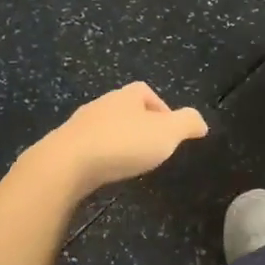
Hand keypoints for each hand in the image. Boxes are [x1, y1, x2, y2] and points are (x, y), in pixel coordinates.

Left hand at [28, 82, 208, 197]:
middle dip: (139, 125)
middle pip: (125, 108)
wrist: (66, 164)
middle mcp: (102, 104)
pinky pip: (88, 146)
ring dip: (117, 141)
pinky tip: (105, 171)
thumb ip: (187, 124)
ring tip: (129, 162)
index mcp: (126, 96)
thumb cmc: (122, 143)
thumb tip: (201, 122)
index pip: (146, 92)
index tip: (169, 132)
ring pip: (105, 127)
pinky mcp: (64, 146)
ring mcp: (79, 125)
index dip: (161, 108)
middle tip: (151, 148)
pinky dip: (99, 155)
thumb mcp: (167, 133)